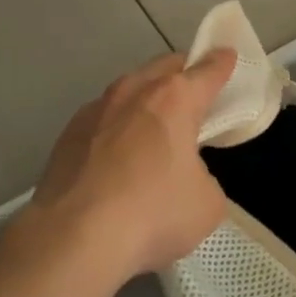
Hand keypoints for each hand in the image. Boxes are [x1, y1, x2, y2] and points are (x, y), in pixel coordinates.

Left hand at [32, 49, 237, 281]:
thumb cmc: (152, 214)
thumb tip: (185, 177)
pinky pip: (102, 118)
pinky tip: (116, 155)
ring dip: (145, 98)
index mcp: (175, 99)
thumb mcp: (206, 203)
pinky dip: (116, 126)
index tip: (228, 56)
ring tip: (153, 126)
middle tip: (194, 94)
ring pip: (129, 89)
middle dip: (182, 74)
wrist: (73, 240)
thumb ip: (203, 176)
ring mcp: (96, 109)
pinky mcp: (67, 134)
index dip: (222, 63)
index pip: (207, 71)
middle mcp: (134, 92)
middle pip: (164, 67)